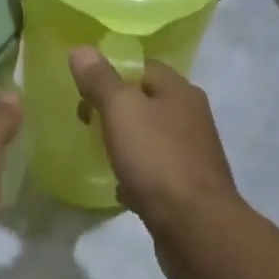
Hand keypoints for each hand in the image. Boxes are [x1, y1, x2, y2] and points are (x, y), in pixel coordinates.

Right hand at [69, 49, 244, 278]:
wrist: (197, 229)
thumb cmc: (157, 159)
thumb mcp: (121, 110)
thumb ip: (100, 79)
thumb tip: (81, 48)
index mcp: (179, 90)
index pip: (142, 65)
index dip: (111, 72)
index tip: (83, 91)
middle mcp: (191, 116)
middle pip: (145, 100)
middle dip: (115, 109)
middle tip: (86, 122)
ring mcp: (193, 153)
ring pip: (150, 136)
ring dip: (125, 142)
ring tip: (99, 152)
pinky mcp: (189, 187)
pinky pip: (155, 171)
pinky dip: (136, 174)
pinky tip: (119, 188)